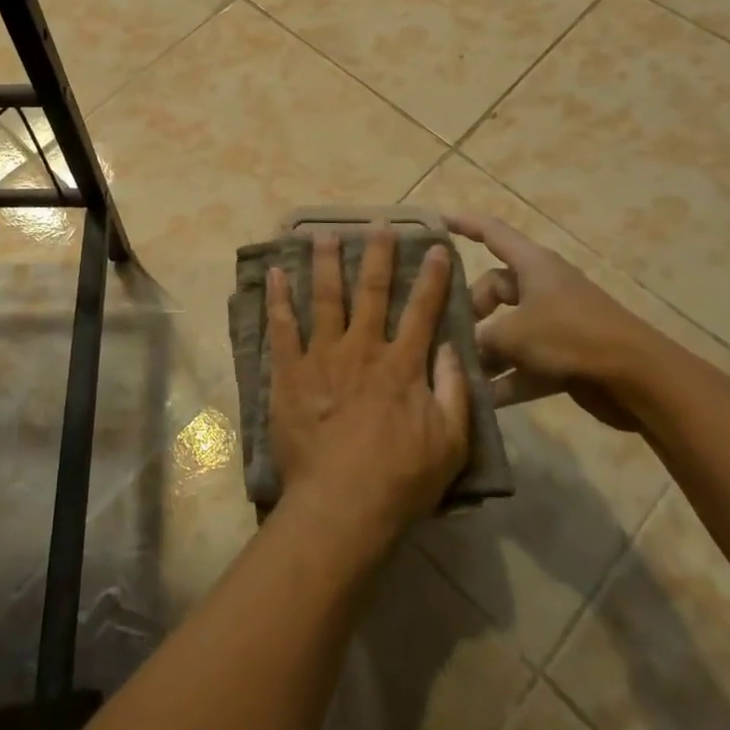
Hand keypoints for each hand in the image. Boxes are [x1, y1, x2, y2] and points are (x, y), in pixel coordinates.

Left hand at [267, 229, 469, 551]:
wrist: (342, 505)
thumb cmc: (401, 479)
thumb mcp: (451, 443)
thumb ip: (454, 391)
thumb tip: (453, 348)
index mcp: (402, 364)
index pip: (422, 310)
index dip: (433, 278)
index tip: (437, 248)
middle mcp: (362, 348)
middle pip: (372, 291)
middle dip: (377, 255)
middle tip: (378, 224)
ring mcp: (322, 356)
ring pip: (325, 298)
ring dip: (325, 263)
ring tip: (322, 234)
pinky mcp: (290, 372)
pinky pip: (282, 327)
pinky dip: (278, 298)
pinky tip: (275, 273)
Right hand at [445, 211, 655, 430]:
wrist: (639, 380)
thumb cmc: (571, 337)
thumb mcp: (514, 334)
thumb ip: (480, 338)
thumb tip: (459, 346)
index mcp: (533, 265)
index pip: (492, 232)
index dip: (464, 224)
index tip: (437, 222)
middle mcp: (542, 287)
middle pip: (494, 287)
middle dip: (470, 309)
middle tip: (449, 332)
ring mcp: (555, 322)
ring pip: (508, 328)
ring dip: (486, 350)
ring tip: (457, 368)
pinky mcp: (565, 356)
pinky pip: (525, 361)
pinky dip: (507, 377)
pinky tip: (483, 399)